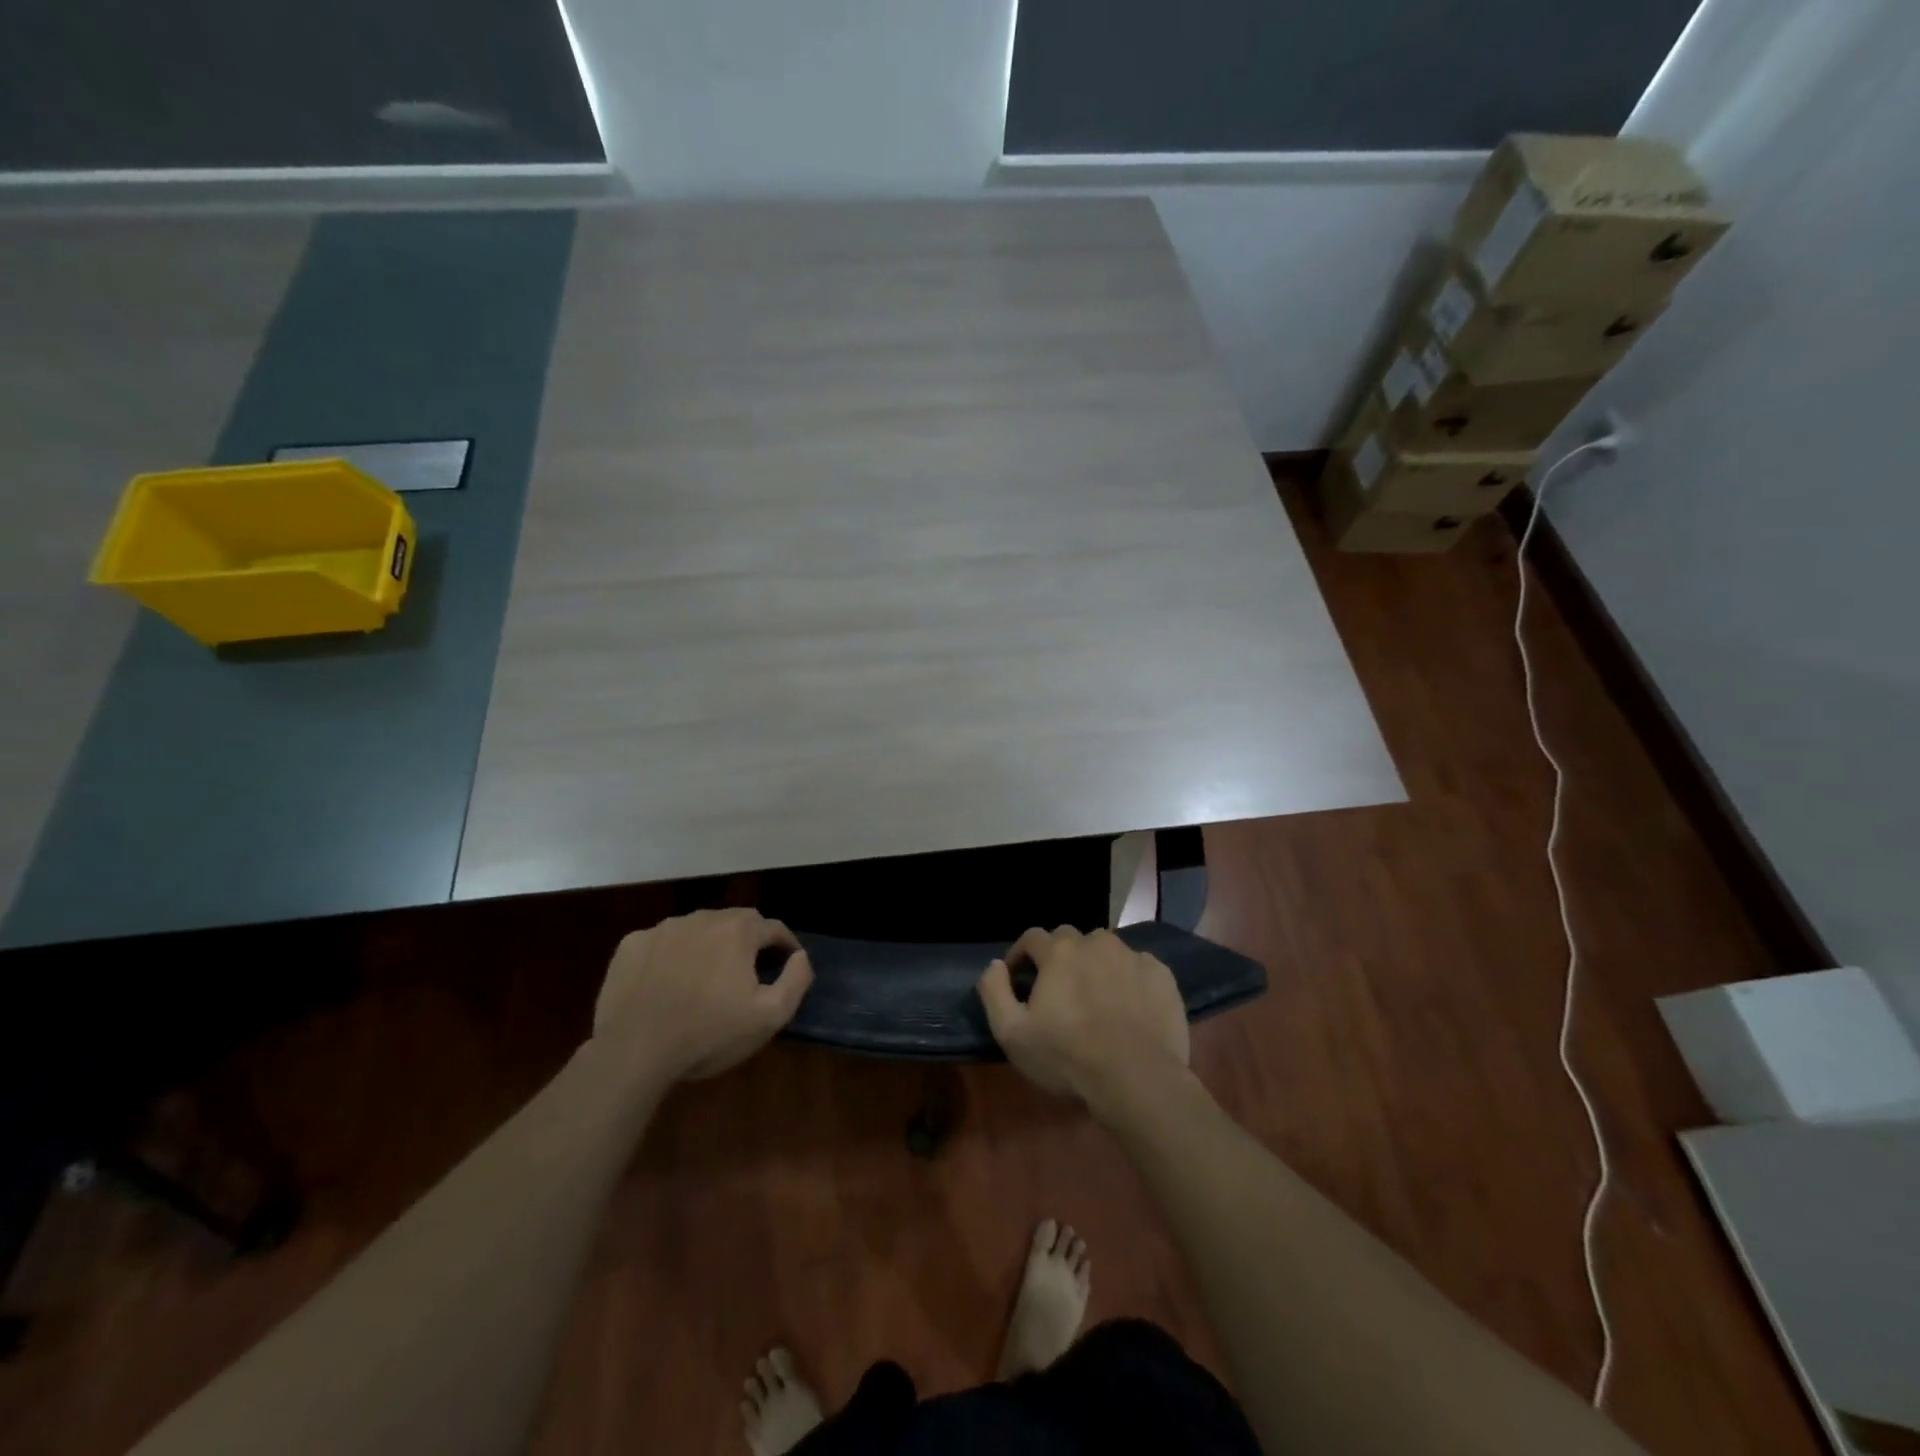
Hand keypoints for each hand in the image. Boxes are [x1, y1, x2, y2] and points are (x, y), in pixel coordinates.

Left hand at [593, 909, 812, 1082]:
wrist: (633, 1051)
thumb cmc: (709, 1034)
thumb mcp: (769, 1016)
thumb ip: (796, 980)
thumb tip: (800, 956)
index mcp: (738, 930)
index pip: (773, 928)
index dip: (785, 945)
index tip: (788, 963)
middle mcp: (702, 918)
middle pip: (736, 922)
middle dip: (748, 941)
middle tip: (749, 971)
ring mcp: (663, 929)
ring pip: (698, 929)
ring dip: (709, 945)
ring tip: (706, 977)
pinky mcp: (632, 944)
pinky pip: (662, 942)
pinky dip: (671, 955)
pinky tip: (668, 982)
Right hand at [977, 926, 1189, 1114]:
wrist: (1137, 1079)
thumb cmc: (1068, 1057)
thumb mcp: (1012, 1033)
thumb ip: (994, 991)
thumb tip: (995, 965)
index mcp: (1059, 952)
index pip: (1032, 937)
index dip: (1021, 955)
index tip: (1019, 979)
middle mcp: (1096, 942)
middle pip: (1070, 939)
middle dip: (1059, 958)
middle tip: (1059, 991)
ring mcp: (1132, 956)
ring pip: (1106, 949)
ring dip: (1095, 964)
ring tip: (1095, 997)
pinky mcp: (1161, 975)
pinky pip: (1137, 966)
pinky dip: (1128, 979)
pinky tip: (1128, 1006)